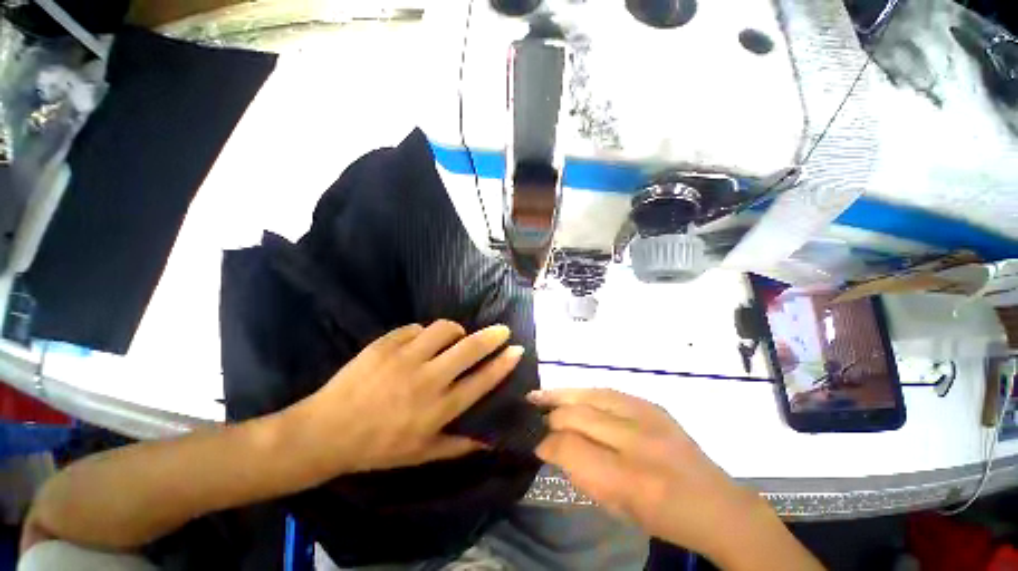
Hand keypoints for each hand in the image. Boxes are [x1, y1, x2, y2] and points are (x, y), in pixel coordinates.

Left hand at [285, 320, 521, 477]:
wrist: (326, 431)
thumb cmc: (377, 447)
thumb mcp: (422, 455)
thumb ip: (459, 446)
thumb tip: (489, 439)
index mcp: (438, 408)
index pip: (481, 380)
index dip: (503, 364)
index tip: (516, 350)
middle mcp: (427, 379)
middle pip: (469, 348)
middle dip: (492, 336)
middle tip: (501, 330)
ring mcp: (405, 358)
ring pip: (444, 329)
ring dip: (455, 331)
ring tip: (454, 337)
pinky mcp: (385, 344)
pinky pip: (415, 328)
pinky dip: (423, 333)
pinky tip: (418, 343)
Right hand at [530, 389, 820, 569]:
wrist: (716, 504)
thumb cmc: (662, 517)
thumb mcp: (618, 509)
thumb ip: (582, 474)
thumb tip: (551, 446)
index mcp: (630, 479)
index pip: (571, 447)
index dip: (545, 442)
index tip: (531, 441)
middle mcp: (637, 440)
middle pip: (578, 416)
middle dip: (549, 416)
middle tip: (530, 415)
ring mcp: (648, 416)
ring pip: (590, 396)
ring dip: (561, 395)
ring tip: (539, 395)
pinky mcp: (652, 405)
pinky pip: (608, 391)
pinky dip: (584, 392)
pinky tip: (570, 393)